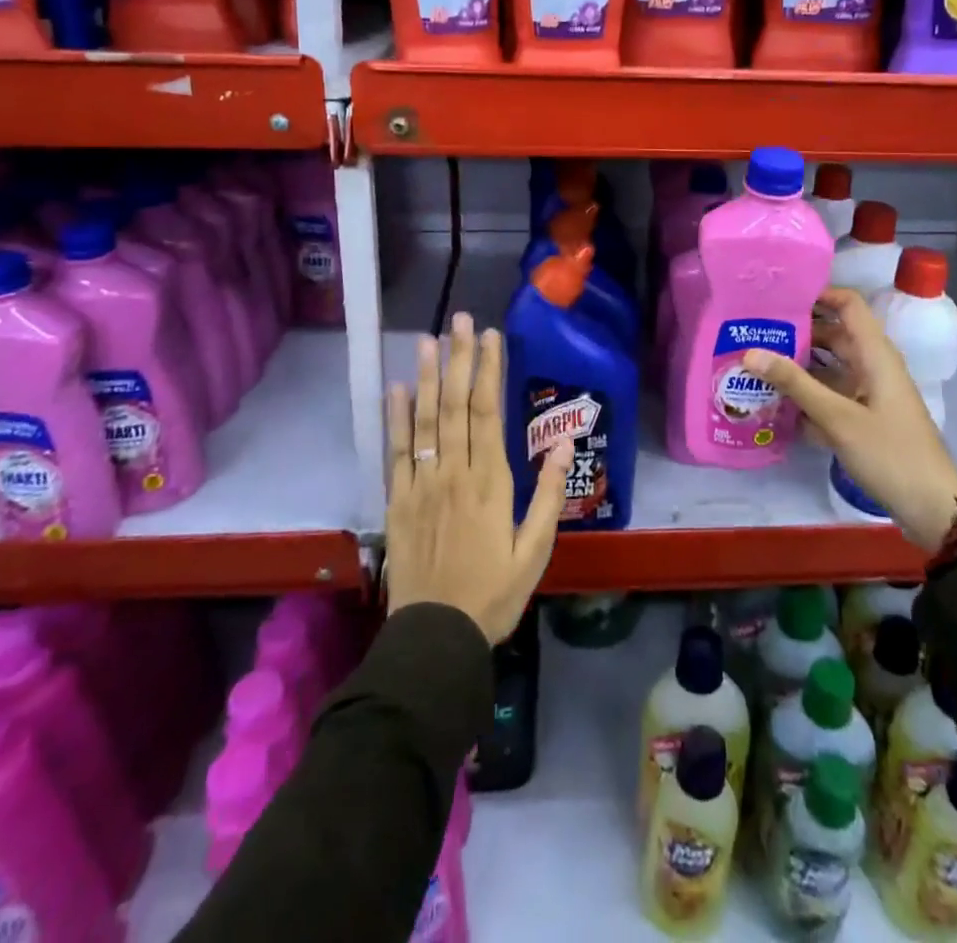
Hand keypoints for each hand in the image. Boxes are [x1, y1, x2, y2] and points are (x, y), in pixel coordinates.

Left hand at [384, 313, 572, 642]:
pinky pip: (396, 453)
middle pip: (457, 406)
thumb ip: (547, 496)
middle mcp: (455, 472)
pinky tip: (397, 389)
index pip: (489, 413)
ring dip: (428, 378)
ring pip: (426, 421)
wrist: (436, 637)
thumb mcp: (535, 551)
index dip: (489, 371)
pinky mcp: (398, 501)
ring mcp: (422, 484)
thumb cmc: (494, 593)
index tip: (489, 337)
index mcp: (491, 482)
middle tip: (458, 320)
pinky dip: (395, 419)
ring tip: (428, 341)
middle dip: (459, 360)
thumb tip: (561, 445)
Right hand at [742, 287, 956, 549]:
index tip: (777, 296)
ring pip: (829, 367)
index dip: (817, 294)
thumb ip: (794, 383)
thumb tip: (750, 352)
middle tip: (754, 330)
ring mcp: (869, 393)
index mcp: (875, 354)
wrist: (933, 507)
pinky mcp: (865, 417)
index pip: (848, 305)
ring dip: (798, 365)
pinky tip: (774, 403)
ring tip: (755, 363)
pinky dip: (807, 395)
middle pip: (833, 335)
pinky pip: (831, 394)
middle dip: (797, 331)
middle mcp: (873, 366)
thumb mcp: (838, 418)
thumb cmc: (890, 454)